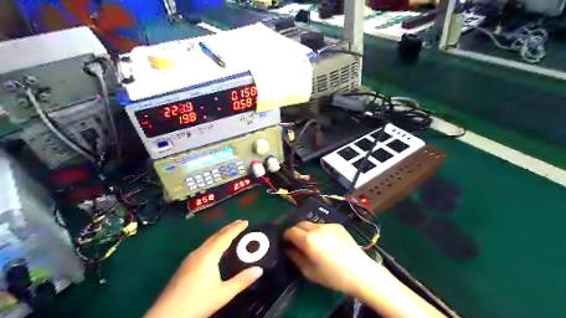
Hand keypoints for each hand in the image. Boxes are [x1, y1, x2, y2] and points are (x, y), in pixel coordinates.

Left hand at [144, 220, 262, 317]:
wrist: (166, 316)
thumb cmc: (197, 302)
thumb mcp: (223, 294)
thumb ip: (242, 281)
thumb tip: (259, 270)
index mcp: (208, 255)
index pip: (225, 236)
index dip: (236, 228)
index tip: (246, 221)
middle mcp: (199, 253)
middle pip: (216, 236)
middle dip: (229, 228)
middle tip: (240, 223)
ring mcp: (190, 259)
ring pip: (208, 241)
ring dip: (220, 235)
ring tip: (230, 233)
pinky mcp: (185, 266)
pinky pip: (203, 248)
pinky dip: (213, 243)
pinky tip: (215, 250)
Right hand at [286, 221, 381, 298]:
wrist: (360, 272)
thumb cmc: (333, 276)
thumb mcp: (310, 272)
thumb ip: (296, 258)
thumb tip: (289, 249)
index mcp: (308, 239)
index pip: (290, 231)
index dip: (286, 236)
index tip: (286, 243)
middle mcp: (317, 228)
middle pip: (300, 224)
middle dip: (296, 231)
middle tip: (297, 243)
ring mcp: (328, 225)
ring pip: (312, 224)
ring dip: (308, 231)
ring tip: (313, 243)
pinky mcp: (338, 226)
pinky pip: (323, 226)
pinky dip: (320, 232)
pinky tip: (326, 243)